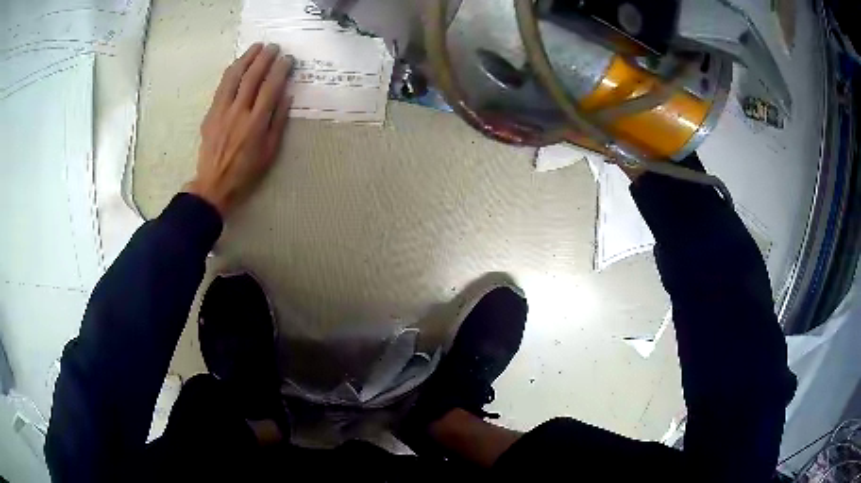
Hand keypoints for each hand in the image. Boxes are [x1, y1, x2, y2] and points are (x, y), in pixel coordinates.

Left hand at [185, 43, 292, 216]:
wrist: (213, 185)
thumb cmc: (246, 172)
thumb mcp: (270, 151)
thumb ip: (278, 121)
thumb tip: (286, 95)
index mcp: (256, 123)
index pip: (271, 87)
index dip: (281, 70)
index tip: (288, 59)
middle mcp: (239, 112)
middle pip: (252, 77)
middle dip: (265, 58)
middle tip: (274, 47)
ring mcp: (222, 111)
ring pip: (234, 77)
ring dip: (246, 59)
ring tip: (256, 47)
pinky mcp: (211, 113)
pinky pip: (221, 86)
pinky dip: (231, 72)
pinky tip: (238, 64)